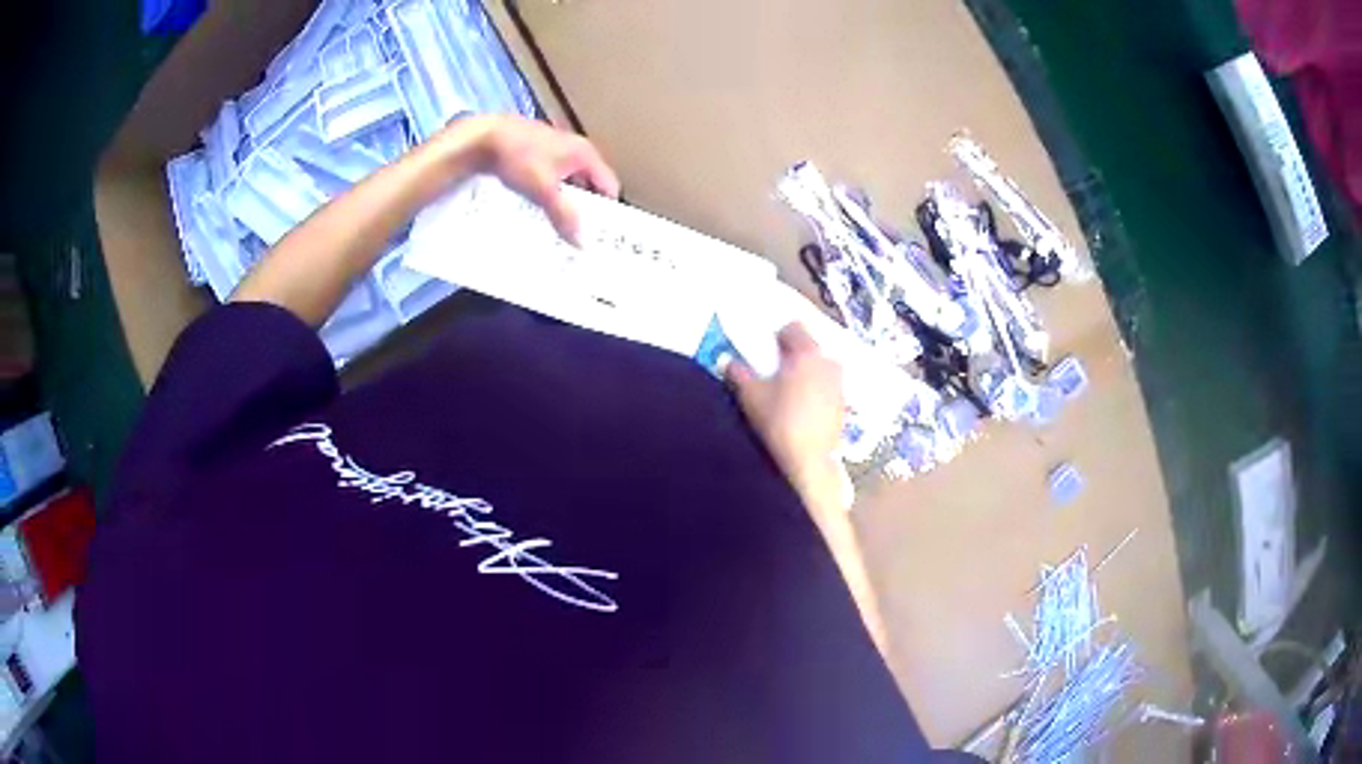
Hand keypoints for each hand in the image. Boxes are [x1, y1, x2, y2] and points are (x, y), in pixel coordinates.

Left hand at [459, 115, 620, 243]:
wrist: (482, 137)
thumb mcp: (544, 191)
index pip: (609, 184)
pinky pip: (550, 175)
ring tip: (556, 223)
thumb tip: (582, 243)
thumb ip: (564, 216)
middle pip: (589, 183)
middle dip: (584, 207)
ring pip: (567, 179)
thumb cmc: (520, 159)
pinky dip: (548, 190)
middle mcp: (574, 147)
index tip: (600, 233)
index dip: (607, 209)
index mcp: (585, 153)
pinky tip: (535, 205)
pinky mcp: (534, 149)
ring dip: (564, 199)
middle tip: (578, 232)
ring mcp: (553, 146)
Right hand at [725, 323, 847, 512]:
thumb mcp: (750, 396)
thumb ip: (737, 373)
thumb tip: (727, 361)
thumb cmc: (778, 422)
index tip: (766, 352)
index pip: (794, 328)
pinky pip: (827, 390)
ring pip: (820, 369)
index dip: (778, 336)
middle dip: (793, 356)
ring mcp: (839, 386)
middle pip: (810, 348)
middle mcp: (829, 364)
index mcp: (807, 353)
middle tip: (774, 372)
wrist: (807, 462)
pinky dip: (815, 393)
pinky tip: (800, 412)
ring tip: (787, 393)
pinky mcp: (843, 408)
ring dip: (806, 374)